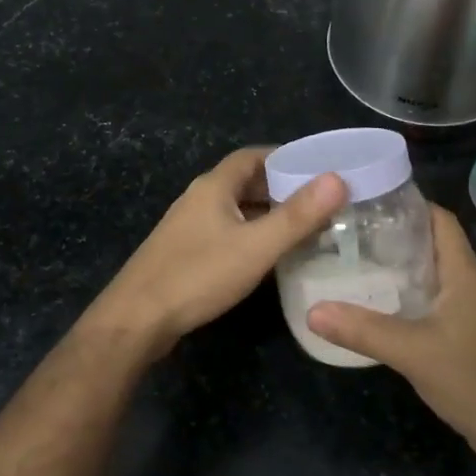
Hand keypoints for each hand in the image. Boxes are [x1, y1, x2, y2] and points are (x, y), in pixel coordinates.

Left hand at [84, 147, 346, 355]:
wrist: (137, 319)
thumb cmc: (198, 275)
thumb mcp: (256, 246)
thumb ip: (298, 215)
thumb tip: (337, 179)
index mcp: (214, 186)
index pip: (253, 156)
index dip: (285, 158)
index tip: (319, 169)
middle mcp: (199, 199)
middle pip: (244, 182)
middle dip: (281, 188)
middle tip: (319, 203)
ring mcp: (188, 227)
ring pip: (235, 210)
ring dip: (267, 214)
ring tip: (303, 229)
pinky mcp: (184, 253)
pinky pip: (226, 232)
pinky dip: (251, 235)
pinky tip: (268, 257)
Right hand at [307, 206, 475, 469]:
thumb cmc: (473, 378)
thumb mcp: (412, 351)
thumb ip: (362, 330)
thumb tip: (312, 310)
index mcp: (463, 271)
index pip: (439, 218)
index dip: (408, 201)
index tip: (365, 198)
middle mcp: (467, 281)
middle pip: (429, 240)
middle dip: (391, 231)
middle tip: (346, 228)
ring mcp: (467, 307)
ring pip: (427, 270)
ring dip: (395, 263)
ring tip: (351, 258)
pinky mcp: (462, 331)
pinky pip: (429, 297)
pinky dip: (402, 291)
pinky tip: (374, 301)